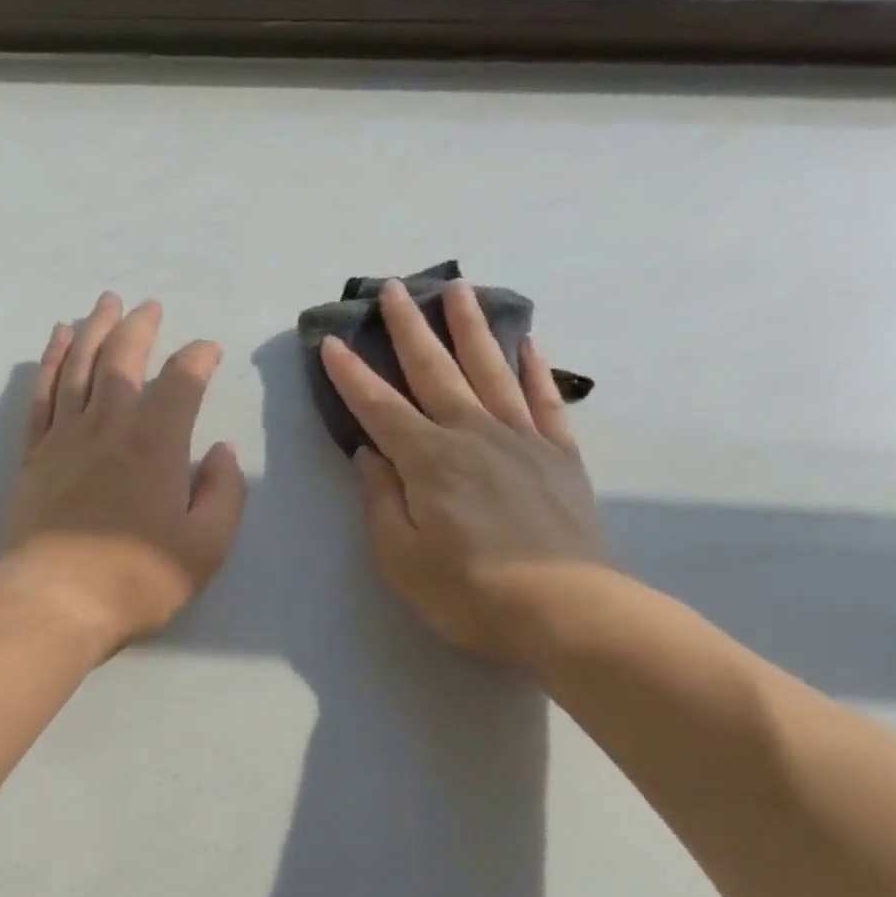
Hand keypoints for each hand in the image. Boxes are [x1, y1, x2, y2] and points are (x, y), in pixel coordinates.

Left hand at [0, 293, 246, 657]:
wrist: (56, 601)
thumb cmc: (139, 578)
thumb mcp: (207, 546)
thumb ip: (224, 493)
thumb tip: (223, 451)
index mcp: (157, 444)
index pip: (182, 382)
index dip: (199, 358)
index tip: (209, 352)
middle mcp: (110, 426)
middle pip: (123, 359)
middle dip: (140, 327)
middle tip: (149, 306)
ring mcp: (66, 437)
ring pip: (80, 366)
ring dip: (94, 329)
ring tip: (104, 304)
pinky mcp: (34, 455)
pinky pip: (43, 394)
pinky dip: (52, 361)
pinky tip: (59, 341)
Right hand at [320, 279, 610, 664]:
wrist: (564, 610)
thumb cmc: (468, 592)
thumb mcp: (401, 557)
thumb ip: (381, 499)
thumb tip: (368, 454)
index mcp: (428, 461)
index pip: (379, 407)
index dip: (351, 375)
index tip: (331, 342)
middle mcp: (472, 434)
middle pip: (435, 370)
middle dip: (409, 328)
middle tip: (394, 287)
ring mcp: (521, 439)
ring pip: (490, 369)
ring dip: (470, 327)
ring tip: (458, 288)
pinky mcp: (559, 454)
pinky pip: (543, 398)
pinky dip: (533, 367)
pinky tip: (526, 342)